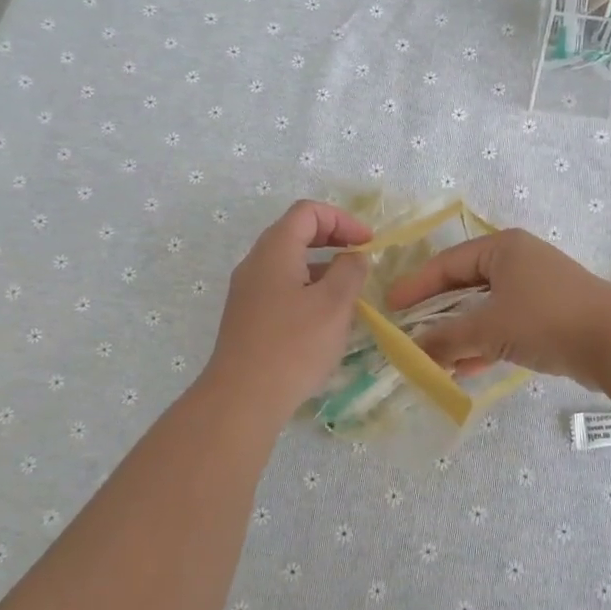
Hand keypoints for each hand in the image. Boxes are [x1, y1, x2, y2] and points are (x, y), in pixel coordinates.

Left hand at [202, 200, 372, 415]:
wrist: (242, 398)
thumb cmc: (293, 345)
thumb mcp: (334, 304)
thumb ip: (350, 271)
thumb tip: (354, 256)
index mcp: (274, 250)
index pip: (307, 212)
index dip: (342, 220)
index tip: (368, 243)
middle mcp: (255, 263)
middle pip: (295, 233)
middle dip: (332, 240)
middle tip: (361, 260)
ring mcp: (247, 291)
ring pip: (288, 263)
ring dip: (321, 267)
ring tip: (349, 293)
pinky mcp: (247, 317)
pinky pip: (280, 288)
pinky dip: (307, 289)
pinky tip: (324, 319)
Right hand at [385, 228, 610, 385]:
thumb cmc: (546, 319)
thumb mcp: (489, 327)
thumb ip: (447, 339)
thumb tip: (412, 351)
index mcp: (503, 248)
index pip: (447, 263)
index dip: (416, 285)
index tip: (390, 306)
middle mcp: (518, 261)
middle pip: (465, 285)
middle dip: (437, 313)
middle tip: (408, 330)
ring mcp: (537, 289)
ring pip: (486, 309)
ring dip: (460, 333)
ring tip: (432, 357)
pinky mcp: (550, 316)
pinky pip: (505, 326)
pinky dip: (485, 343)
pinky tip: (465, 367)